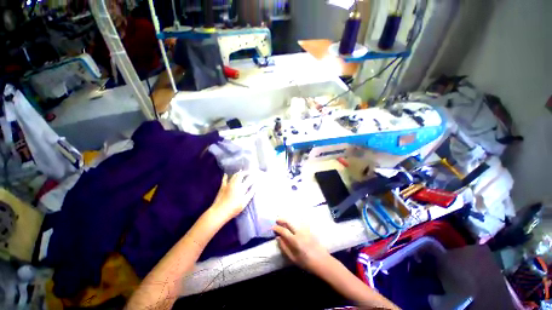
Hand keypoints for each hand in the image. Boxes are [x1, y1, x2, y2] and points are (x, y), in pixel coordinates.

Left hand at [210, 171, 254, 220]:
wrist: (219, 212)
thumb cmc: (233, 209)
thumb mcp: (244, 203)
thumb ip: (250, 194)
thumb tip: (255, 187)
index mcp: (241, 188)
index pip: (249, 180)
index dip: (253, 177)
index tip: (256, 175)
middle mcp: (235, 184)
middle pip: (241, 175)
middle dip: (246, 172)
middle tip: (249, 172)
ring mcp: (228, 185)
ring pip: (234, 176)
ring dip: (238, 173)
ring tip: (241, 172)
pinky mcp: (222, 187)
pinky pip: (224, 180)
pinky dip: (225, 176)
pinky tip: (226, 174)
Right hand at [273, 219, 332, 275]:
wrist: (322, 261)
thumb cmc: (306, 263)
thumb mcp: (293, 258)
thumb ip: (284, 247)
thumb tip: (278, 238)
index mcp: (295, 240)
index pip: (284, 231)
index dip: (277, 228)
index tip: (273, 227)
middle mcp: (299, 232)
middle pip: (289, 222)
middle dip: (282, 220)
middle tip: (277, 220)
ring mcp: (305, 230)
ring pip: (294, 221)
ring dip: (288, 220)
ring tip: (283, 222)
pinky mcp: (309, 230)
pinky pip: (300, 223)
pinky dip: (294, 222)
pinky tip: (293, 224)